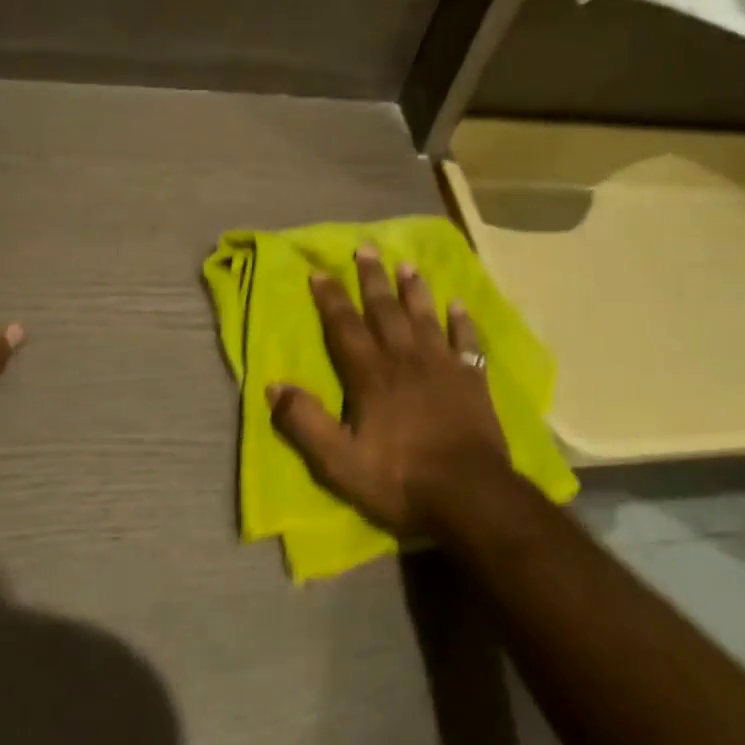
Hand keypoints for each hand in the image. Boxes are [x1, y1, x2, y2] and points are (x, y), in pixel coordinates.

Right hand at [269, 245, 511, 536]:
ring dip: (414, 290)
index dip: (331, 299)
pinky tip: (459, 304)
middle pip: (385, 311)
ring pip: (425, 317)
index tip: (319, 271)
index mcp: (372, 376)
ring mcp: (443, 366)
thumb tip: (273, 387)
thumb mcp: (340, 462)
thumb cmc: (401, 479)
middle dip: (372, 279)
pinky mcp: (472, 380)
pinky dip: (462, 322)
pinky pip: (467, 342)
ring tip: (406, 265)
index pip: (345, 327)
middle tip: (366, 248)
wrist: (470, 495)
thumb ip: (306, 423)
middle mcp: (406, 359)